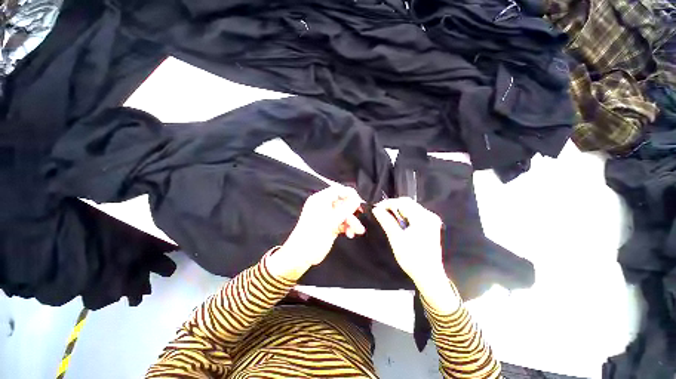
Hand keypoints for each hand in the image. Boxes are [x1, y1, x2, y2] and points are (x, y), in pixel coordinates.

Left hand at [268, 186, 364, 279]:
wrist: (302, 255)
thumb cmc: (314, 235)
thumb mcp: (331, 221)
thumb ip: (345, 209)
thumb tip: (357, 199)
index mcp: (320, 200)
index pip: (337, 190)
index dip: (349, 194)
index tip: (359, 201)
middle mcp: (324, 206)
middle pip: (342, 203)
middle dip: (352, 212)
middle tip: (360, 217)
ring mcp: (327, 216)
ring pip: (344, 214)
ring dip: (351, 222)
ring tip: (357, 231)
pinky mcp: (330, 226)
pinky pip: (342, 222)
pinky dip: (347, 227)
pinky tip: (350, 234)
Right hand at [372, 197, 446, 288]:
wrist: (429, 276)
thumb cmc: (412, 258)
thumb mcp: (396, 238)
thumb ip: (386, 221)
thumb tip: (376, 209)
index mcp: (422, 218)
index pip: (402, 202)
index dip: (387, 203)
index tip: (376, 209)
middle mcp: (429, 215)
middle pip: (408, 203)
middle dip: (393, 206)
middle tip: (380, 213)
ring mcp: (431, 220)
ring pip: (411, 208)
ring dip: (398, 211)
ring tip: (387, 217)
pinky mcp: (430, 226)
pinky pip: (415, 214)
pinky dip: (404, 216)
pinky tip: (398, 223)